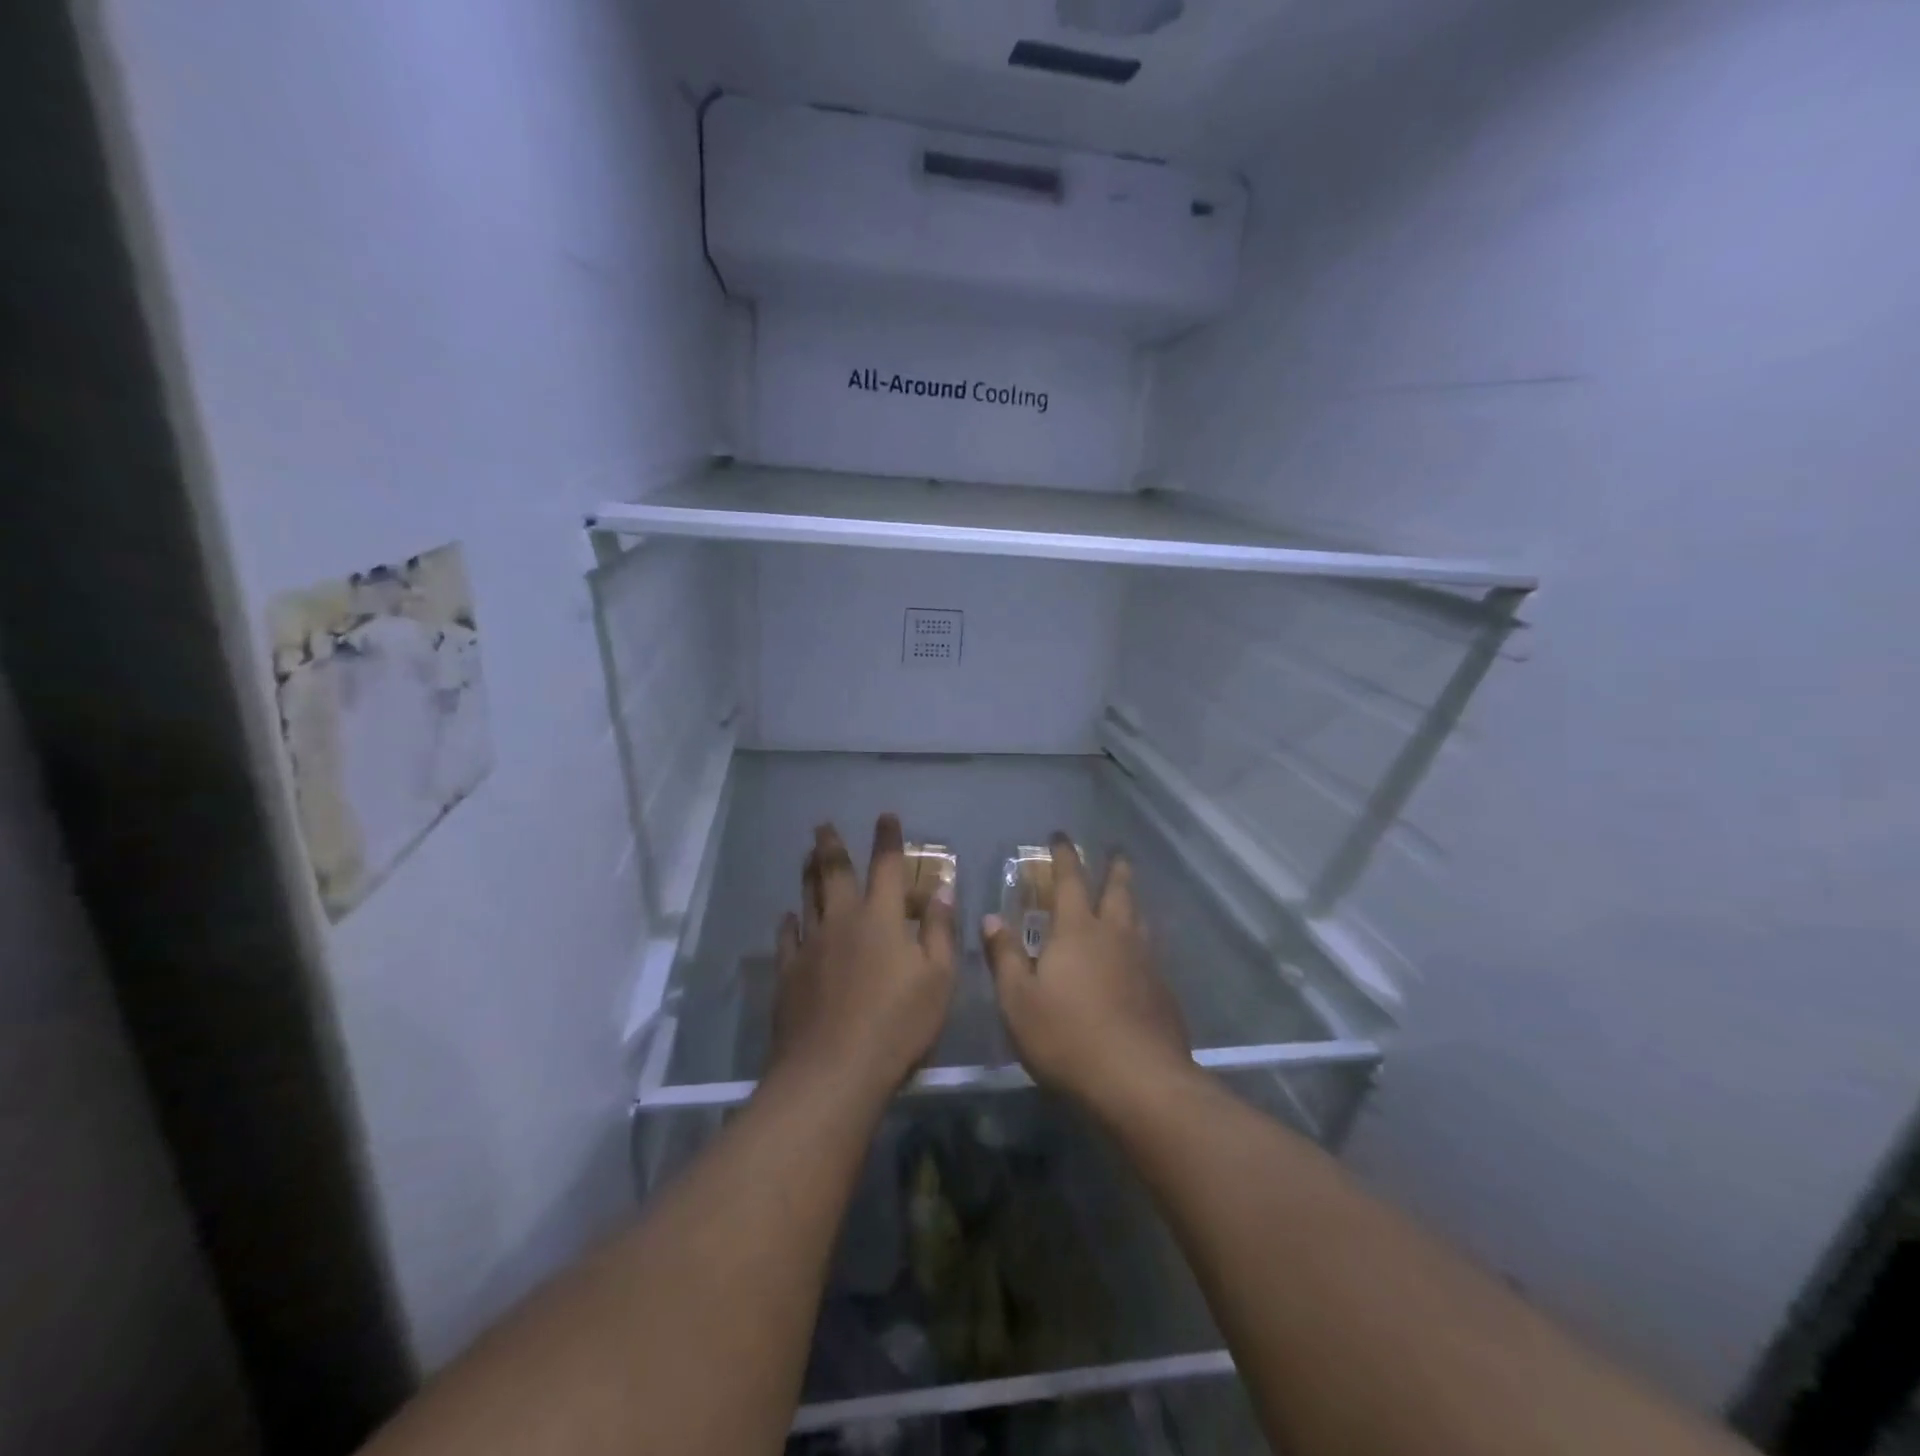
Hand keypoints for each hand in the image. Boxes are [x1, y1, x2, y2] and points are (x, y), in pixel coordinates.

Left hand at [768, 816, 956, 1103]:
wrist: (833, 1071)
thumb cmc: (898, 1025)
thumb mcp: (938, 979)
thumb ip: (940, 931)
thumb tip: (942, 890)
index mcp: (881, 918)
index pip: (887, 866)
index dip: (888, 839)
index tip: (886, 816)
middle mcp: (842, 921)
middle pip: (834, 873)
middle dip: (831, 845)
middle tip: (822, 825)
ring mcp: (810, 946)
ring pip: (807, 898)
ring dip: (808, 873)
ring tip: (807, 855)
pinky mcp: (788, 974)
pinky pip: (787, 938)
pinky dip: (789, 922)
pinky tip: (789, 917)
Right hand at [981, 834, 1193, 1116]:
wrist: (1139, 1082)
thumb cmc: (1067, 1037)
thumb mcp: (1018, 1000)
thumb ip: (1005, 956)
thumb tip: (991, 918)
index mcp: (1077, 931)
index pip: (1069, 880)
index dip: (1064, 855)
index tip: (1061, 836)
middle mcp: (1115, 935)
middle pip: (1117, 890)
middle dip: (1114, 868)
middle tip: (1116, 852)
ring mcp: (1145, 961)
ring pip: (1139, 918)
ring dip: (1132, 900)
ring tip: (1129, 895)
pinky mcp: (1163, 991)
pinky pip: (1152, 951)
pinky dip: (1143, 940)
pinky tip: (1141, 955)